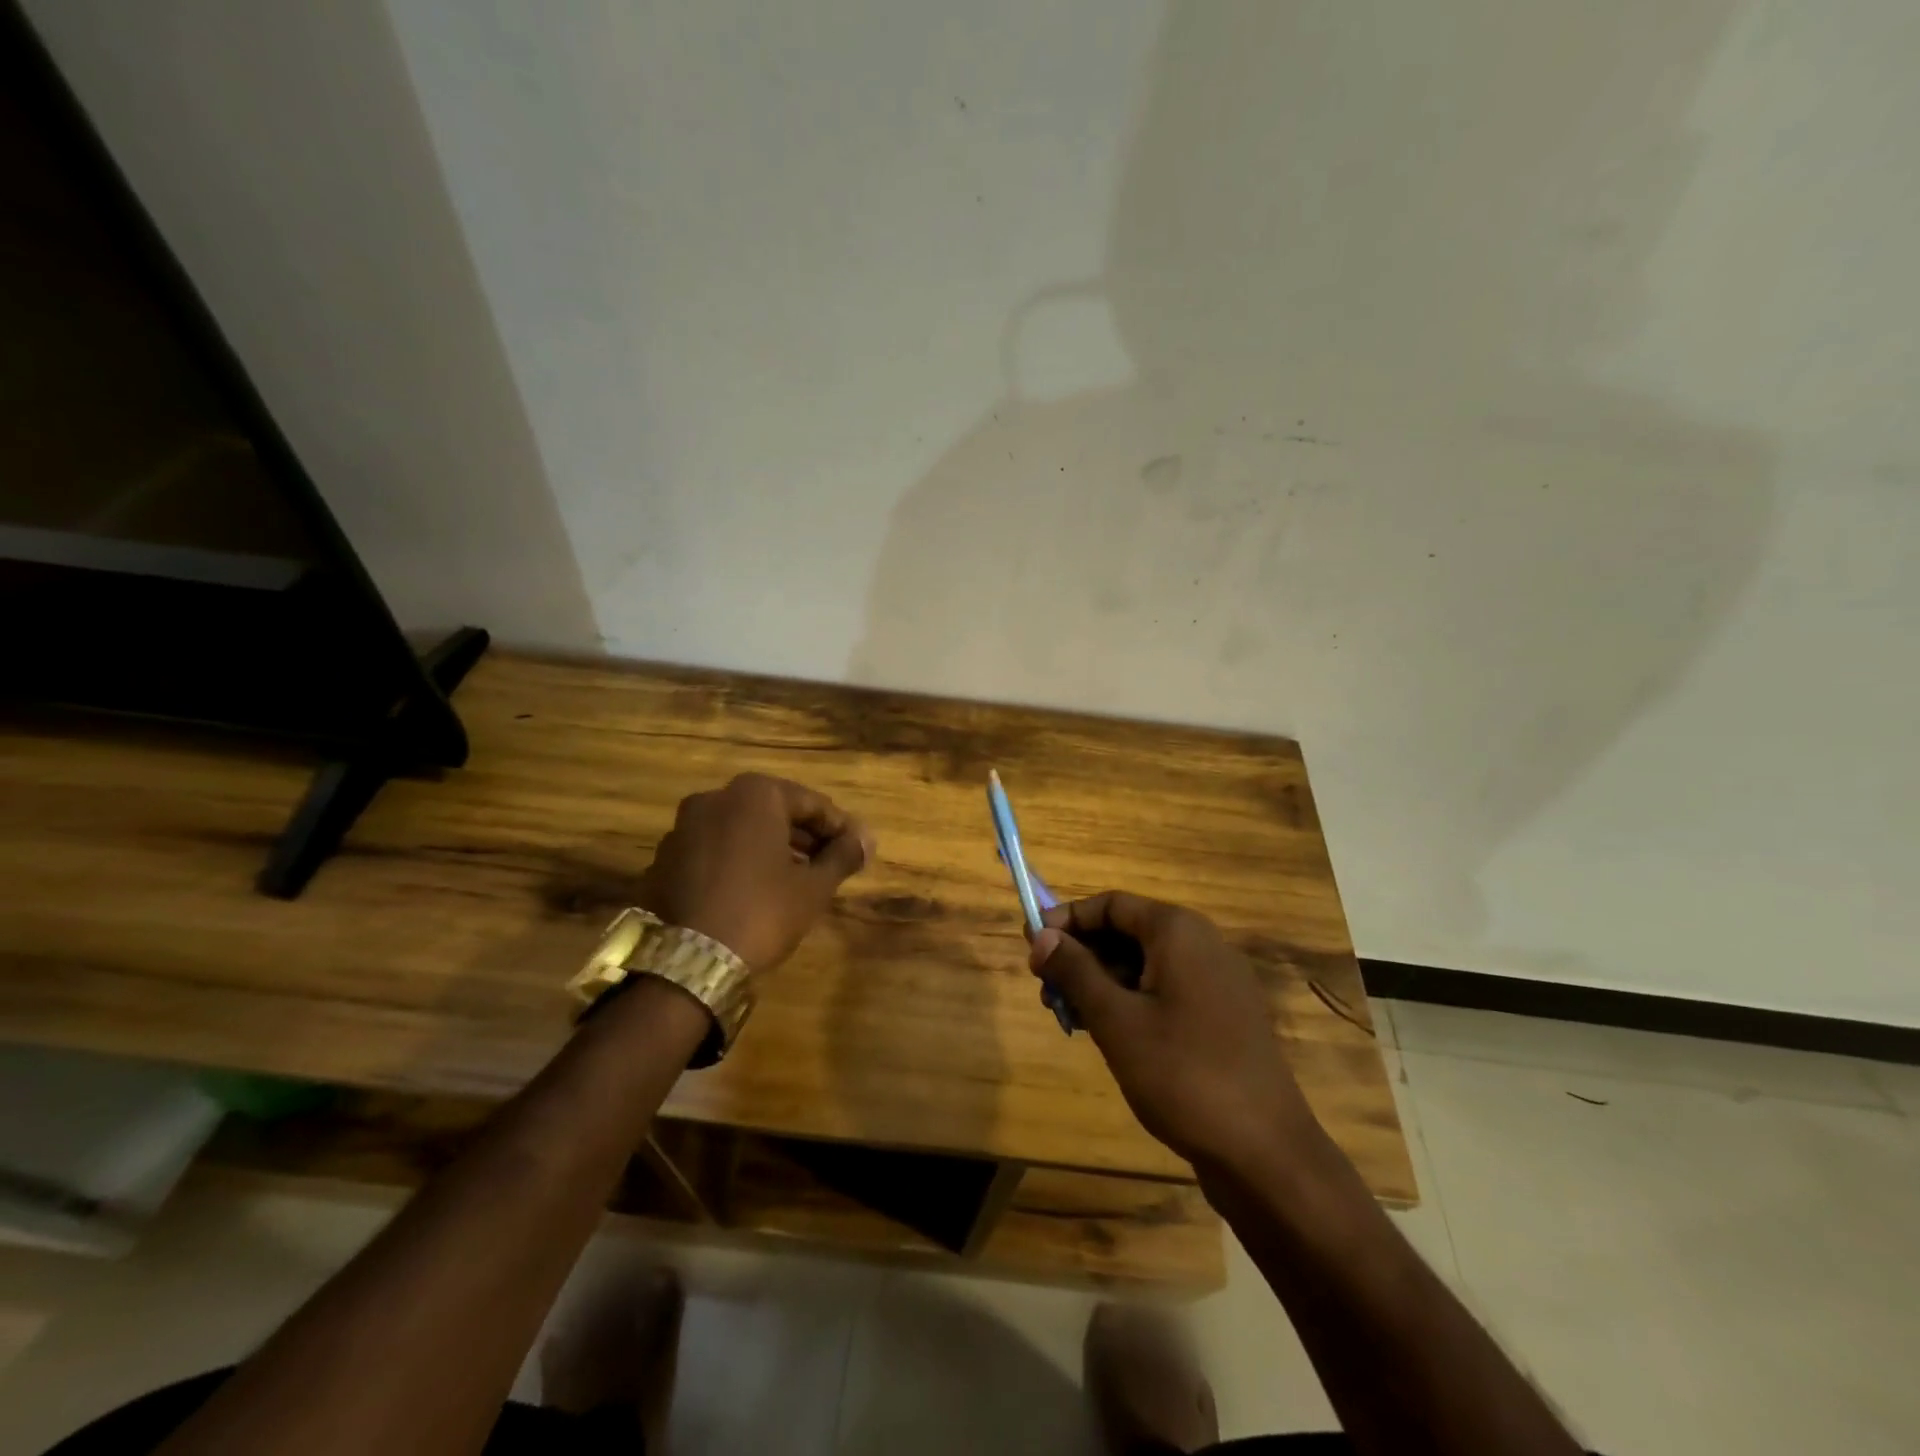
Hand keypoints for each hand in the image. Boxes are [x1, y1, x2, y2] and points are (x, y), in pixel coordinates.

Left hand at [638, 774, 873, 972]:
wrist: (689, 962)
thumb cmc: (762, 912)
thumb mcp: (814, 886)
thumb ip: (843, 855)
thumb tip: (866, 839)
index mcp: (754, 794)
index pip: (811, 803)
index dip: (839, 827)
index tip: (857, 850)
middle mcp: (714, 799)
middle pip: (773, 812)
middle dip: (804, 836)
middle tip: (830, 863)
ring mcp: (683, 828)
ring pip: (741, 830)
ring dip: (771, 847)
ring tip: (797, 878)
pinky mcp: (665, 859)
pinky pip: (714, 850)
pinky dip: (739, 861)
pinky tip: (755, 890)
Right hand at [1029, 893, 1316, 1169]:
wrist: (1266, 1153)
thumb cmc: (1183, 1075)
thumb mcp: (1116, 1020)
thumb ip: (1075, 971)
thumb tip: (1040, 936)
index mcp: (1177, 931)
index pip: (1110, 904)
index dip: (1066, 919)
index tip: (1030, 945)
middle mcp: (1201, 944)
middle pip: (1127, 931)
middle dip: (1082, 956)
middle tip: (1046, 990)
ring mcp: (1217, 981)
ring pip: (1144, 964)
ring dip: (1102, 982)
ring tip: (1070, 1018)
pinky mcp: (1223, 1016)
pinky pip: (1166, 990)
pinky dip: (1131, 1002)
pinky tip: (1109, 1035)